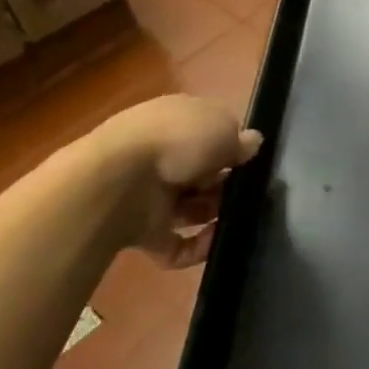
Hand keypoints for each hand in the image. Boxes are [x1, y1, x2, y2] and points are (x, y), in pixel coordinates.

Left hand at [88, 95, 262, 266]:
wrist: (117, 182)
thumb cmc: (178, 141)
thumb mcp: (222, 127)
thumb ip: (240, 139)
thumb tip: (250, 143)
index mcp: (175, 120)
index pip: (207, 132)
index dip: (230, 146)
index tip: (250, 161)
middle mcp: (160, 154)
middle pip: (201, 173)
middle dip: (225, 185)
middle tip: (247, 193)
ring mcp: (148, 194)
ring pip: (190, 209)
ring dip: (214, 216)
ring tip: (235, 220)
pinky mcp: (141, 231)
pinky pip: (176, 244)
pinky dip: (195, 248)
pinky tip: (213, 243)